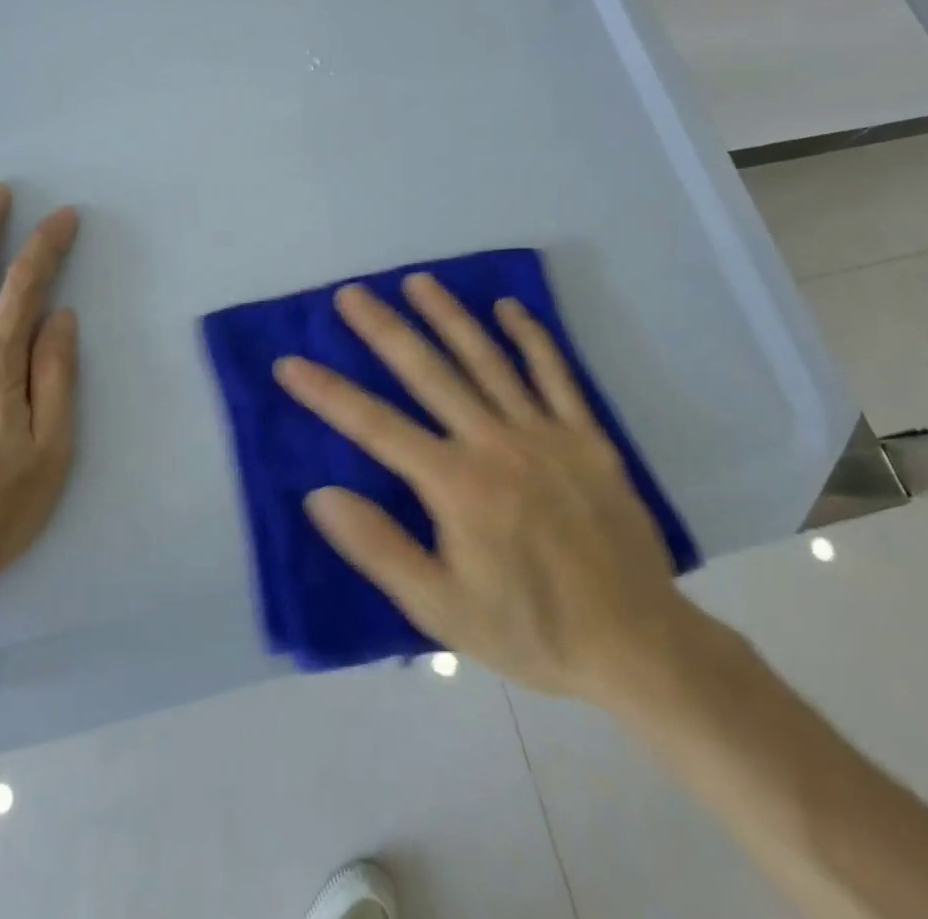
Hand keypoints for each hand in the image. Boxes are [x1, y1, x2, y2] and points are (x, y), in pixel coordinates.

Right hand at [273, 275, 693, 703]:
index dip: (327, 393)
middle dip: (385, 329)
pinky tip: (509, 306)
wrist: (637, 645)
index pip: (375, 426)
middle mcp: (494, 442)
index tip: (290, 363)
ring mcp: (544, 432)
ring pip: (487, 359)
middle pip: (428, 372)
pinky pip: (556, 374)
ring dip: (449, 316)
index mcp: (455, 483)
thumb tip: (320, 494)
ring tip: (418, 281)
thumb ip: (379, 548)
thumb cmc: (530, 630)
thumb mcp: (442, 609)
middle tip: (351, 293)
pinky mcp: (586, 436)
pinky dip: (531, 337)